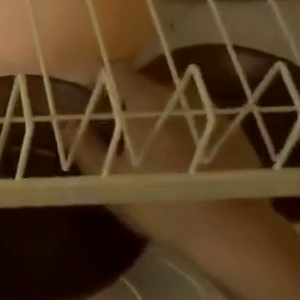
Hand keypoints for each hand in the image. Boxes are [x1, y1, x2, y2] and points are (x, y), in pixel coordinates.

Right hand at [72, 65, 290, 267]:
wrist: (229, 229)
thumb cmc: (159, 201)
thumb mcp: (109, 180)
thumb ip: (84, 147)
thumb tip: (66, 124)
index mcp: (145, 101)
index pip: (116, 71)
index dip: (100, 82)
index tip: (90, 102)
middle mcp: (178, 95)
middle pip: (145, 86)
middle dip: (128, 103)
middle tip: (116, 133)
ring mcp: (209, 111)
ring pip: (173, 105)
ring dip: (158, 118)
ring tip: (149, 148)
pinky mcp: (232, 131)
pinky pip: (197, 122)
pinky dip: (185, 132)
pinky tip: (182, 162)